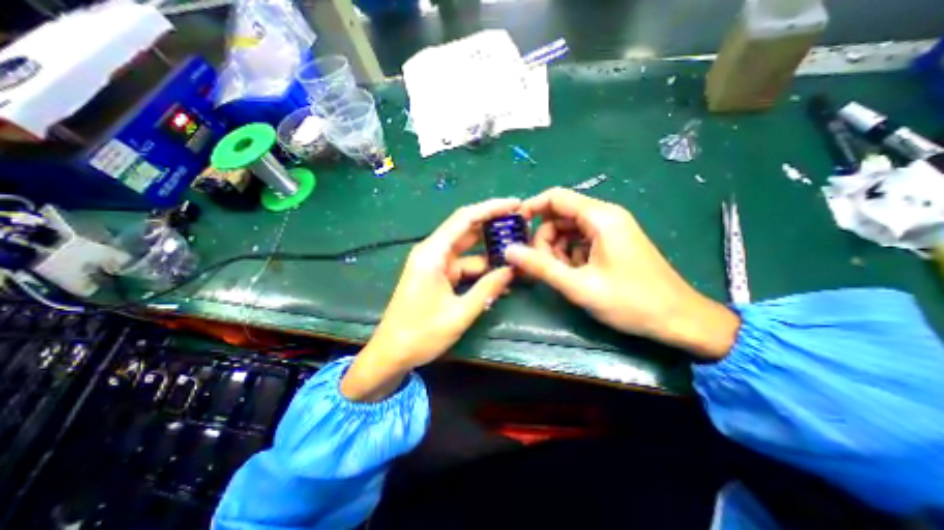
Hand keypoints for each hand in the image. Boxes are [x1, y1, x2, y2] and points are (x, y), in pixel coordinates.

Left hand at [340, 199, 519, 400]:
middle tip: (522, 226)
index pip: (465, 218)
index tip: (516, 204)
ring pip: (468, 251)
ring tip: (517, 254)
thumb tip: (511, 270)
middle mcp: (433, 252)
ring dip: (490, 254)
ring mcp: (435, 265)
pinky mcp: (437, 276)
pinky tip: (500, 278)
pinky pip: (463, 267)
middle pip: (467, 230)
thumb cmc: (421, 333)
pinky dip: (480, 271)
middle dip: (494, 227)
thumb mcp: (460, 313)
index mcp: (433, 253)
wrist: (392, 353)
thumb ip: (487, 289)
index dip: (491, 208)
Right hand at [506, 186, 740, 360]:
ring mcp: (610, 230)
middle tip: (539, 265)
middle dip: (544, 238)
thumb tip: (508, 251)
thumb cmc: (630, 301)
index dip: (531, 208)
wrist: (679, 320)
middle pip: (560, 216)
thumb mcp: (579, 285)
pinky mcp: (613, 243)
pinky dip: (570, 255)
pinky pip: (581, 241)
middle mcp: (605, 217)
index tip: (514, 229)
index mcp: (600, 217)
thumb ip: (541, 267)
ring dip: (556, 250)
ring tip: (558, 274)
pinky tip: (573, 275)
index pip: (556, 198)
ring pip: (569, 230)